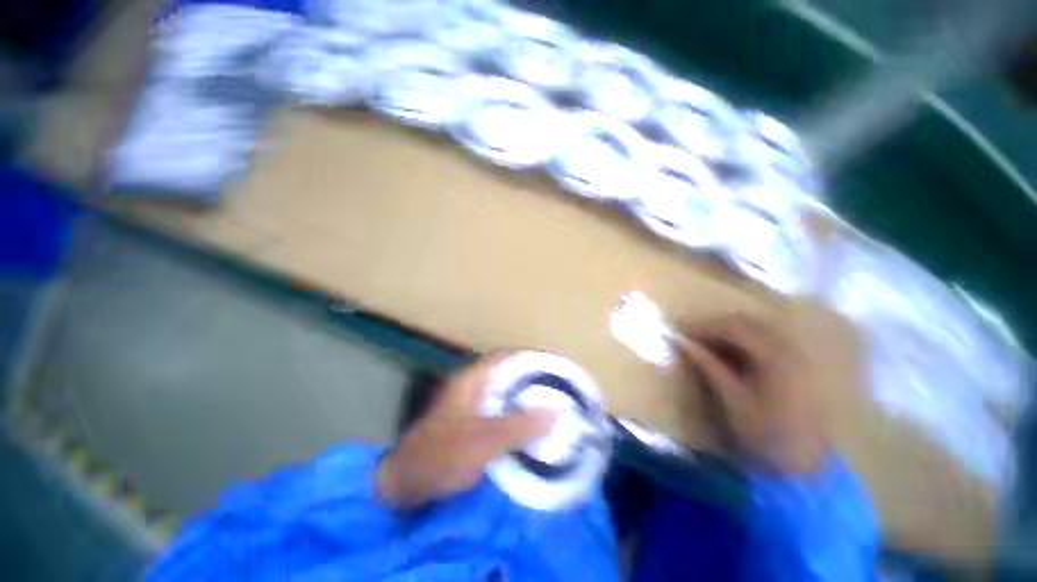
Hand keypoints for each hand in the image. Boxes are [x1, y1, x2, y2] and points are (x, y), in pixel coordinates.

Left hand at [376, 354, 555, 508]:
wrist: (404, 484)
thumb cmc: (441, 456)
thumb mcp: (482, 442)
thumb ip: (518, 426)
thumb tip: (556, 411)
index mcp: (472, 380)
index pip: (506, 357)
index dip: (530, 357)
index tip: (554, 364)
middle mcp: (471, 386)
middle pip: (508, 374)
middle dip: (532, 378)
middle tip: (559, 387)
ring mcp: (470, 404)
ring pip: (504, 393)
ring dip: (525, 397)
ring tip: (552, 403)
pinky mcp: (470, 423)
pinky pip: (499, 411)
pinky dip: (516, 414)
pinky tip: (530, 426)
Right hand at [678, 314, 827, 474]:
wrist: (808, 467)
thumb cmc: (766, 435)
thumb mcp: (732, 399)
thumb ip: (708, 365)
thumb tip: (682, 343)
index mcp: (774, 356)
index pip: (732, 327)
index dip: (703, 326)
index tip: (678, 329)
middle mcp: (789, 348)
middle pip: (746, 323)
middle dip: (714, 325)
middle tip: (689, 334)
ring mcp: (796, 356)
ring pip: (756, 329)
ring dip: (728, 331)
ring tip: (705, 342)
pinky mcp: (798, 365)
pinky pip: (766, 341)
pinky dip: (744, 341)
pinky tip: (730, 352)